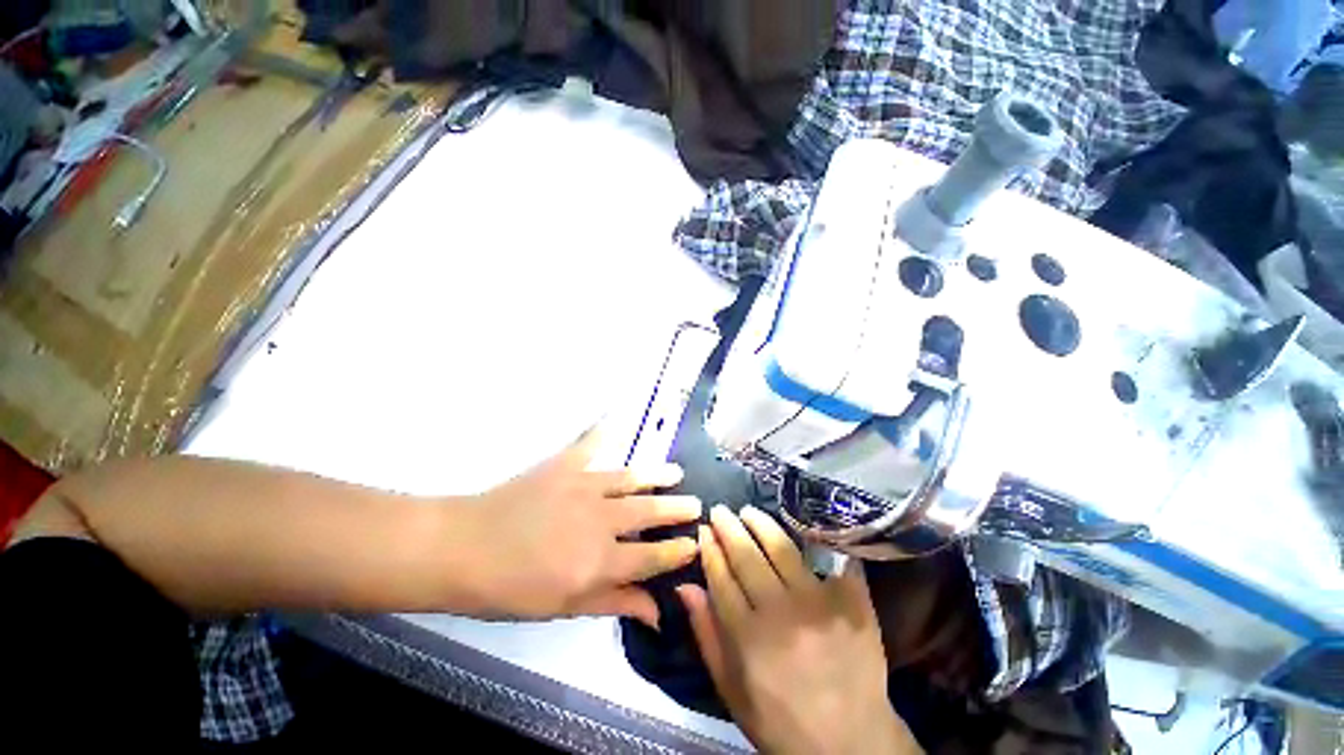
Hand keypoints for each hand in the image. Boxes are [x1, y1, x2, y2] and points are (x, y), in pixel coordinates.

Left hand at [465, 430, 700, 627]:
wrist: (462, 549)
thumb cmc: (509, 589)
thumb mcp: (562, 608)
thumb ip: (613, 603)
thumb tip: (656, 612)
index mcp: (599, 562)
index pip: (652, 557)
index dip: (678, 552)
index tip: (695, 544)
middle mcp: (600, 521)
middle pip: (650, 513)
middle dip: (678, 510)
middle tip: (696, 505)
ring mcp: (584, 486)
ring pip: (632, 478)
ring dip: (658, 475)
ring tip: (676, 473)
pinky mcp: (565, 464)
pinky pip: (591, 443)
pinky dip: (604, 429)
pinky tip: (617, 414)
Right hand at [678, 505, 921, 754]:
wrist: (853, 742)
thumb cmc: (783, 721)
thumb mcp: (732, 691)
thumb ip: (707, 636)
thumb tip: (685, 586)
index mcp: (748, 638)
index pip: (721, 576)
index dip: (710, 549)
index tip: (703, 530)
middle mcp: (781, 613)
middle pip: (747, 555)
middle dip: (729, 527)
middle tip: (720, 510)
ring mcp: (819, 603)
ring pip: (781, 547)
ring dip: (760, 523)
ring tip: (749, 512)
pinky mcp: (851, 600)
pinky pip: (827, 557)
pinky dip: (810, 537)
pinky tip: (795, 524)